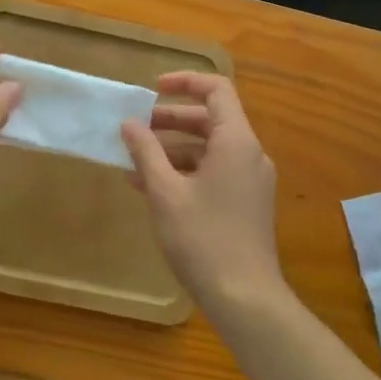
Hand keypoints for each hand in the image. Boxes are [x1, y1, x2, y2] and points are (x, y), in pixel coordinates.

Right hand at [121, 73, 287, 313]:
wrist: (245, 297)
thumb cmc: (203, 238)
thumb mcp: (165, 192)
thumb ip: (146, 152)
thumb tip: (129, 124)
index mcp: (236, 141)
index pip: (217, 90)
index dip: (185, 82)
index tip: (152, 89)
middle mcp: (250, 154)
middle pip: (211, 120)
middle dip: (170, 119)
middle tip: (135, 127)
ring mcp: (251, 180)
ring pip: (209, 149)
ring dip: (172, 149)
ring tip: (133, 161)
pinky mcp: (246, 203)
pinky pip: (214, 172)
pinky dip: (185, 172)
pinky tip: (151, 188)